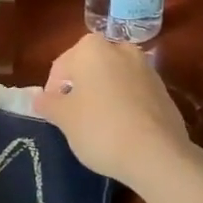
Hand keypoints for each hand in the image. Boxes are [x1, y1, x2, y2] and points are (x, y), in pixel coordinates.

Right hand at [35, 33, 193, 187]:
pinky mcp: (164, 90)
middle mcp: (120, 48)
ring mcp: (146, 68)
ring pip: (113, 80)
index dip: (52, 92)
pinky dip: (124, 105)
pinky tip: (122, 130)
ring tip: (98, 126)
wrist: (158, 154)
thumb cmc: (100, 129)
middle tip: (73, 119)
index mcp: (91, 48)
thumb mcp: (64, 118)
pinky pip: (133, 93)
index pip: (60, 67)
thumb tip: (38, 98)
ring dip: (103, 96)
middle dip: (79, 90)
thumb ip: (48, 103)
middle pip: (89, 69)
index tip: (54, 115)